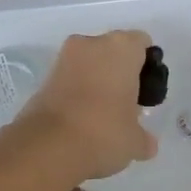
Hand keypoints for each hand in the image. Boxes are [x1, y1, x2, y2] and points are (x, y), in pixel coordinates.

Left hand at [17, 30, 159, 179]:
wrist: (47, 147)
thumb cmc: (104, 133)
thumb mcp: (135, 141)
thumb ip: (144, 137)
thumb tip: (146, 142)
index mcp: (121, 48)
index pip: (140, 43)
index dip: (146, 65)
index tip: (146, 90)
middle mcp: (91, 44)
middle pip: (112, 50)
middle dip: (119, 72)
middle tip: (126, 103)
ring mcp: (63, 58)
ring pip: (89, 63)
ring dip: (96, 81)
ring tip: (103, 115)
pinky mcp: (44, 78)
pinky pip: (70, 79)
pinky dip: (77, 92)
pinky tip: (82, 119)